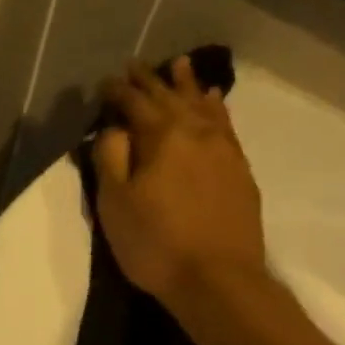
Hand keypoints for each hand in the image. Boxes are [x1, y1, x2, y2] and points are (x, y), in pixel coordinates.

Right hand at [94, 56, 268, 306]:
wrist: (217, 280)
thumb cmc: (155, 243)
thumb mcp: (114, 203)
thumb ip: (110, 157)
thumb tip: (113, 127)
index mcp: (161, 136)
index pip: (135, 102)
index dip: (118, 91)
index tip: (104, 82)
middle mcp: (196, 132)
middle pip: (170, 97)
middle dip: (151, 80)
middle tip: (135, 65)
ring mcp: (223, 150)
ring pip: (203, 105)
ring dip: (188, 84)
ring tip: (180, 65)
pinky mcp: (240, 170)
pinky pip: (225, 124)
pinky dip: (216, 108)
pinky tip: (215, 102)